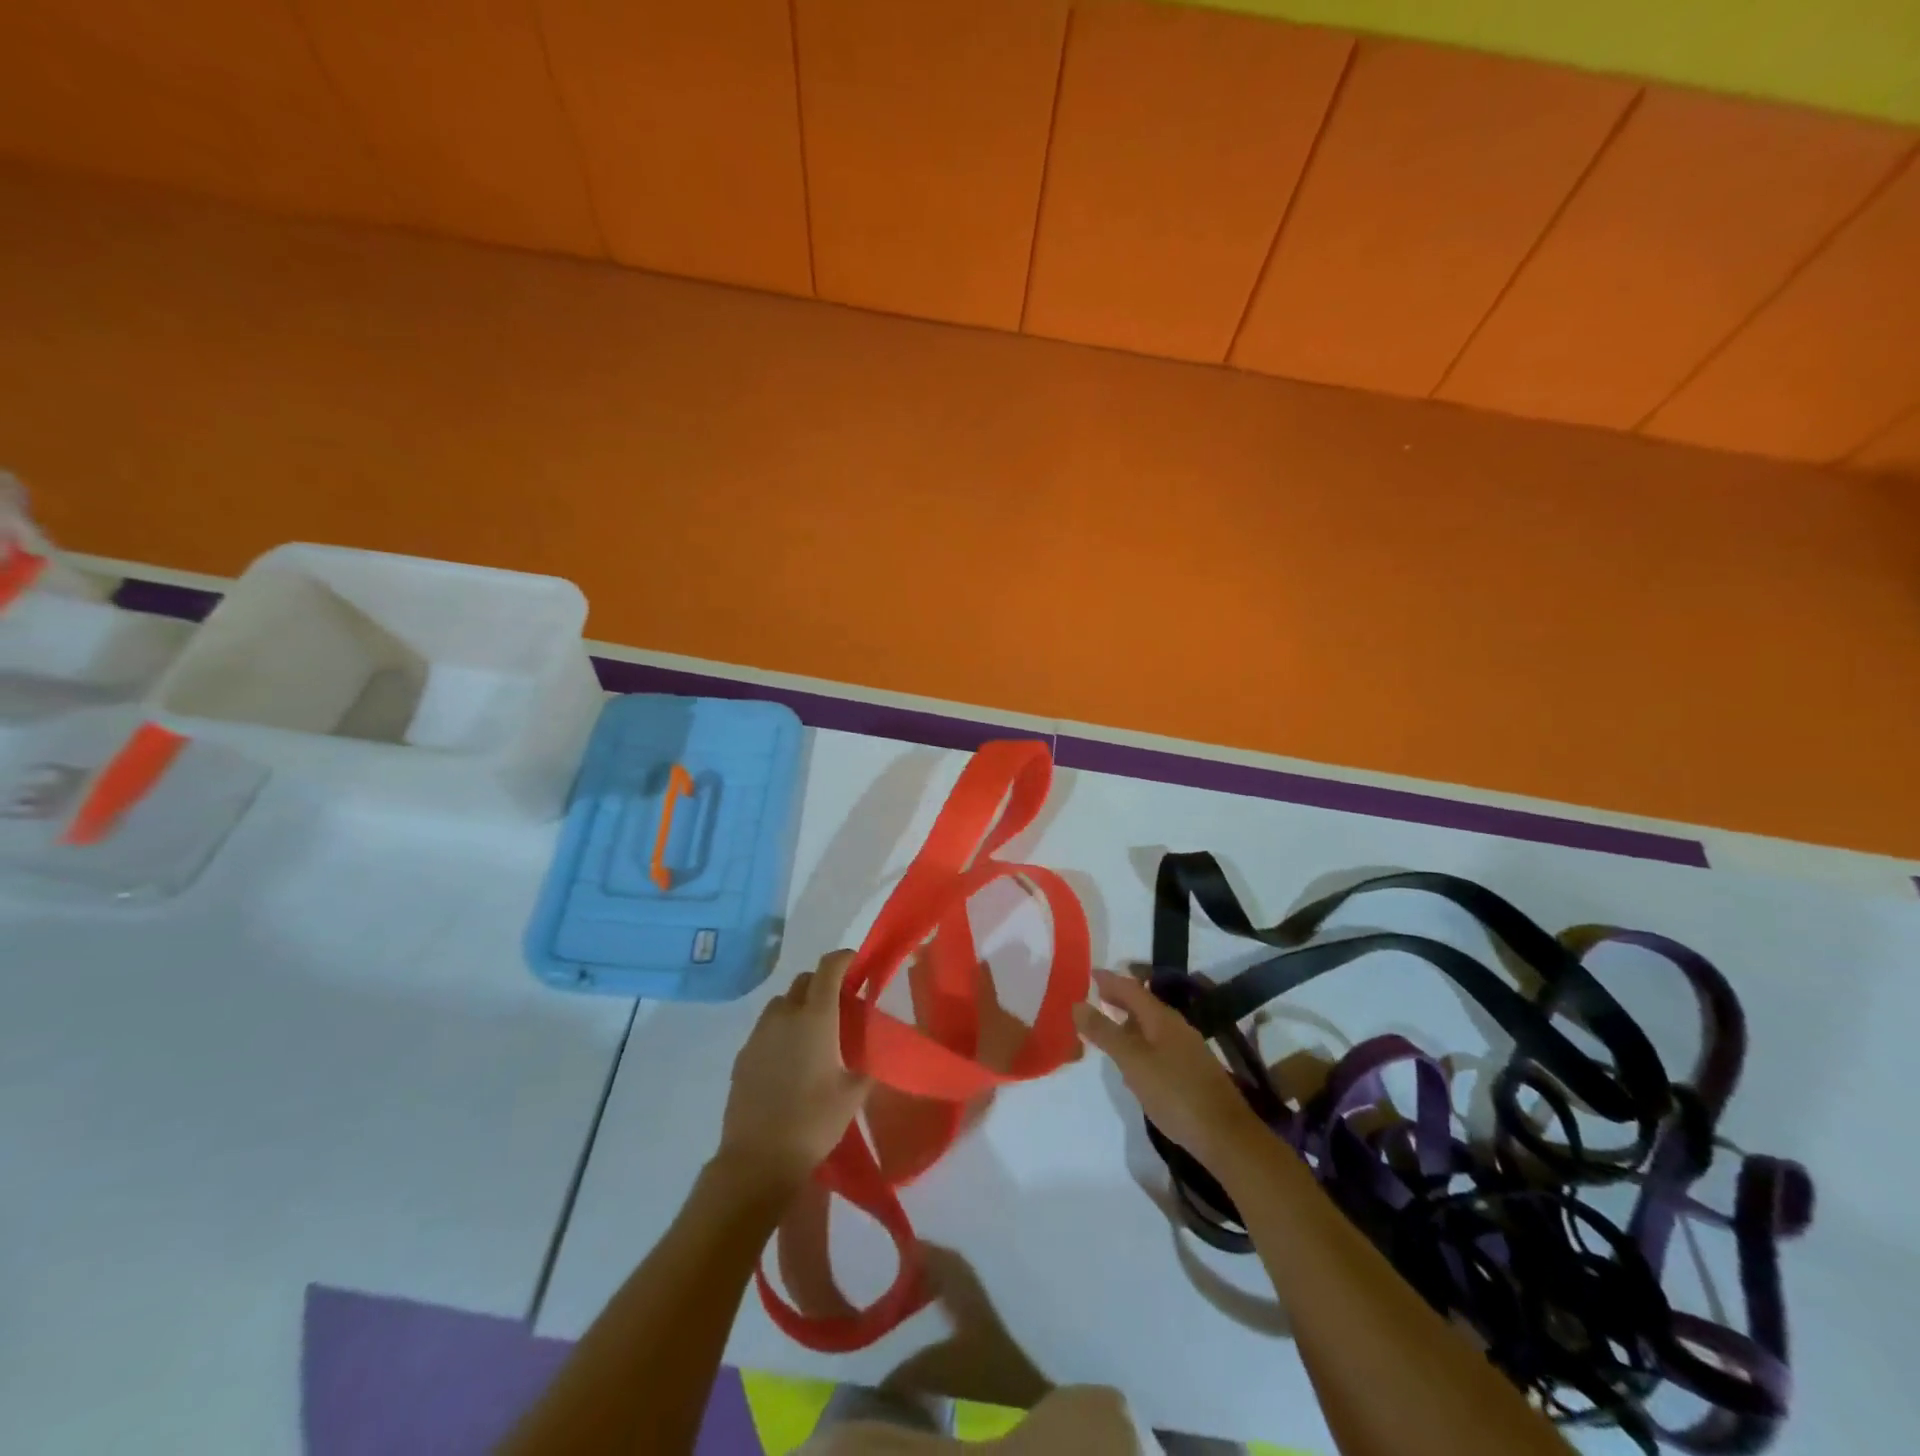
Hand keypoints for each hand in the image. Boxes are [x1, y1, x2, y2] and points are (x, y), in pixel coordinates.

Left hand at [715, 951, 872, 1199]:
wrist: (758, 1159)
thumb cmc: (814, 1122)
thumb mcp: (854, 1093)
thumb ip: (867, 1061)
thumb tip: (875, 1046)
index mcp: (816, 1017)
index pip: (829, 967)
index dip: (845, 959)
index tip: (858, 966)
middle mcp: (785, 1015)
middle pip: (805, 981)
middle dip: (824, 983)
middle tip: (842, 1006)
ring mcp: (759, 1034)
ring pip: (782, 1003)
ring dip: (800, 1006)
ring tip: (814, 1034)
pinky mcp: (743, 1055)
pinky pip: (766, 1029)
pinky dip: (781, 1031)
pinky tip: (790, 1060)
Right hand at [1073, 967, 1263, 1171]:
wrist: (1225, 1135)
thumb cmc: (1174, 1092)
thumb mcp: (1132, 1061)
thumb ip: (1105, 1032)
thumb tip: (1077, 1004)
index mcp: (1162, 1018)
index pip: (1131, 988)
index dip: (1110, 980)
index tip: (1089, 973)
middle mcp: (1176, 1027)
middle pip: (1144, 1004)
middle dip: (1120, 998)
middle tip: (1095, 996)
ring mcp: (1188, 1049)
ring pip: (1152, 1025)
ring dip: (1130, 1020)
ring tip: (1109, 1026)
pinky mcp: (1192, 1071)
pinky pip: (1159, 1044)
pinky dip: (1141, 1041)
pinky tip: (1134, 1060)